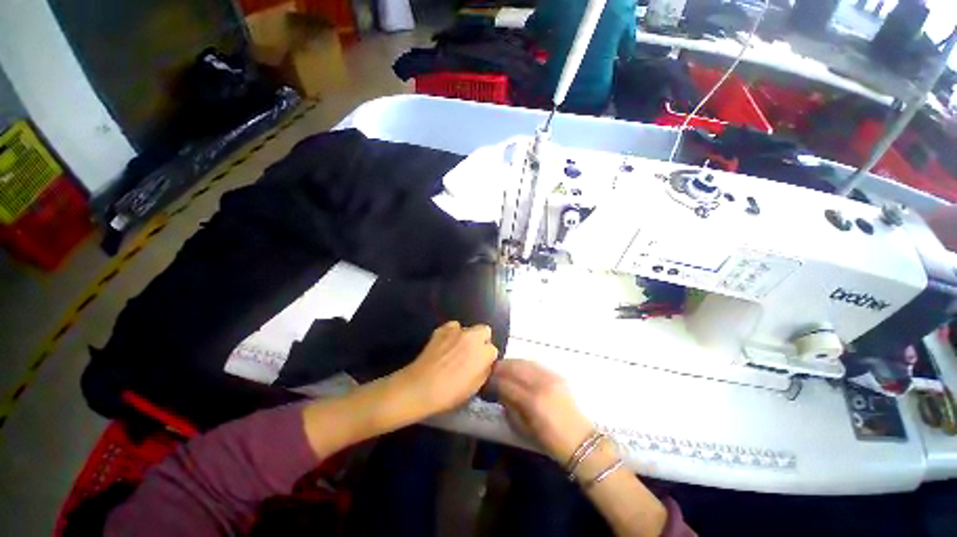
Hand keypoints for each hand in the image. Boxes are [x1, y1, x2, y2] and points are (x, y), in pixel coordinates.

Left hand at [396, 321, 497, 417]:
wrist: (421, 386)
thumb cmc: (450, 393)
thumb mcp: (475, 387)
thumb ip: (484, 371)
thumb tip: (485, 363)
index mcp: (484, 353)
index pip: (493, 350)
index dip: (487, 358)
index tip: (480, 365)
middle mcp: (473, 337)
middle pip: (485, 331)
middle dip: (482, 340)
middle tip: (473, 353)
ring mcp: (457, 330)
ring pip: (468, 328)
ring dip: (466, 337)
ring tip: (456, 349)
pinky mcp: (442, 328)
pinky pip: (453, 326)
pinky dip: (452, 333)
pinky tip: (445, 344)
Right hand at [491, 359, 594, 463]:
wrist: (581, 440)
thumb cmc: (550, 441)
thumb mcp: (524, 429)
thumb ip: (509, 408)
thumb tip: (499, 392)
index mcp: (532, 401)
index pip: (505, 383)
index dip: (492, 381)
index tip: (485, 382)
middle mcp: (540, 384)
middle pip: (514, 367)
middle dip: (500, 367)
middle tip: (490, 370)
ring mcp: (550, 377)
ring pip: (524, 362)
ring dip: (511, 363)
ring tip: (502, 367)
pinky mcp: (557, 375)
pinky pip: (535, 364)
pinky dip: (523, 364)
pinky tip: (518, 368)